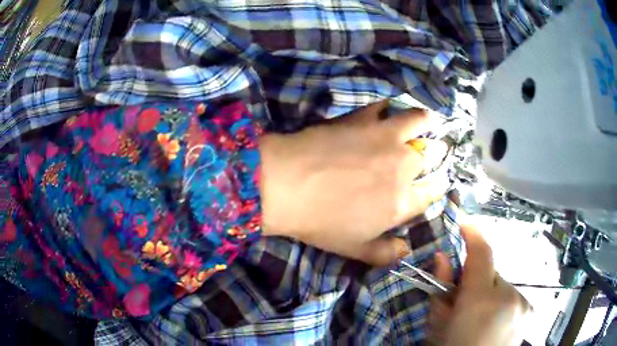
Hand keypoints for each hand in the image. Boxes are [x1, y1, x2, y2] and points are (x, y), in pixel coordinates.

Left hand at [259, 100, 448, 265]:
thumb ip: (385, 253)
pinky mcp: (364, 118)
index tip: (436, 181)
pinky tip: (387, 111)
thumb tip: (406, 249)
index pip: (434, 190)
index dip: (438, 185)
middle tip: (427, 153)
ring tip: (425, 122)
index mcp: (403, 201)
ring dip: (426, 121)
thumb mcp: (354, 249)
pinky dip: (390, 108)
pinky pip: (386, 106)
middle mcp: (404, 165)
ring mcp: (386, 137)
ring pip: (420, 120)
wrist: (286, 185)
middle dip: (435, 154)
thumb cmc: (320, 222)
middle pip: (431, 154)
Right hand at [430, 222, 532, 345]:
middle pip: (491, 273)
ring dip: (490, 294)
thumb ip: (441, 288)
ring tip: (480, 318)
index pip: (482, 253)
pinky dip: (502, 303)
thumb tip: (442, 257)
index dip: (473, 234)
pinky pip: (512, 297)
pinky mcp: (530, 310)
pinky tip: (494, 323)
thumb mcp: (438, 325)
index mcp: (481, 300)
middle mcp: (508, 296)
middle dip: (477, 281)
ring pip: (502, 286)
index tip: (463, 223)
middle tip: (464, 301)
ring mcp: (523, 303)